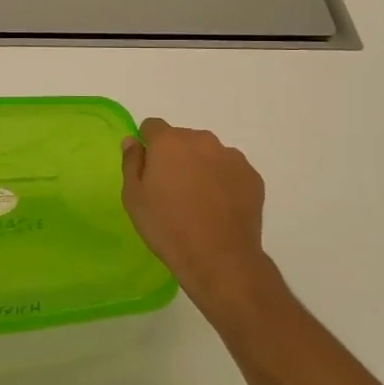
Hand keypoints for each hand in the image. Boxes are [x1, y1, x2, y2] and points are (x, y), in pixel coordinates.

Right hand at [121, 118, 275, 320]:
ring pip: (209, 154)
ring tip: (200, 201)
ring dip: (202, 167)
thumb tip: (133, 141)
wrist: (219, 258)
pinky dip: (224, 181)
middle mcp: (202, 140)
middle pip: (183, 139)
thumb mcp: (134, 197)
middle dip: (176, 156)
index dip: (148, 144)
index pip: (153, 126)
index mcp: (169, 141)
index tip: (149, 168)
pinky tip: (220, 208)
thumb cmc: (167, 227)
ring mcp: (231, 157)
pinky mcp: (252, 176)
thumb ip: (131, 162)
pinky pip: (231, 170)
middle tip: (173, 190)